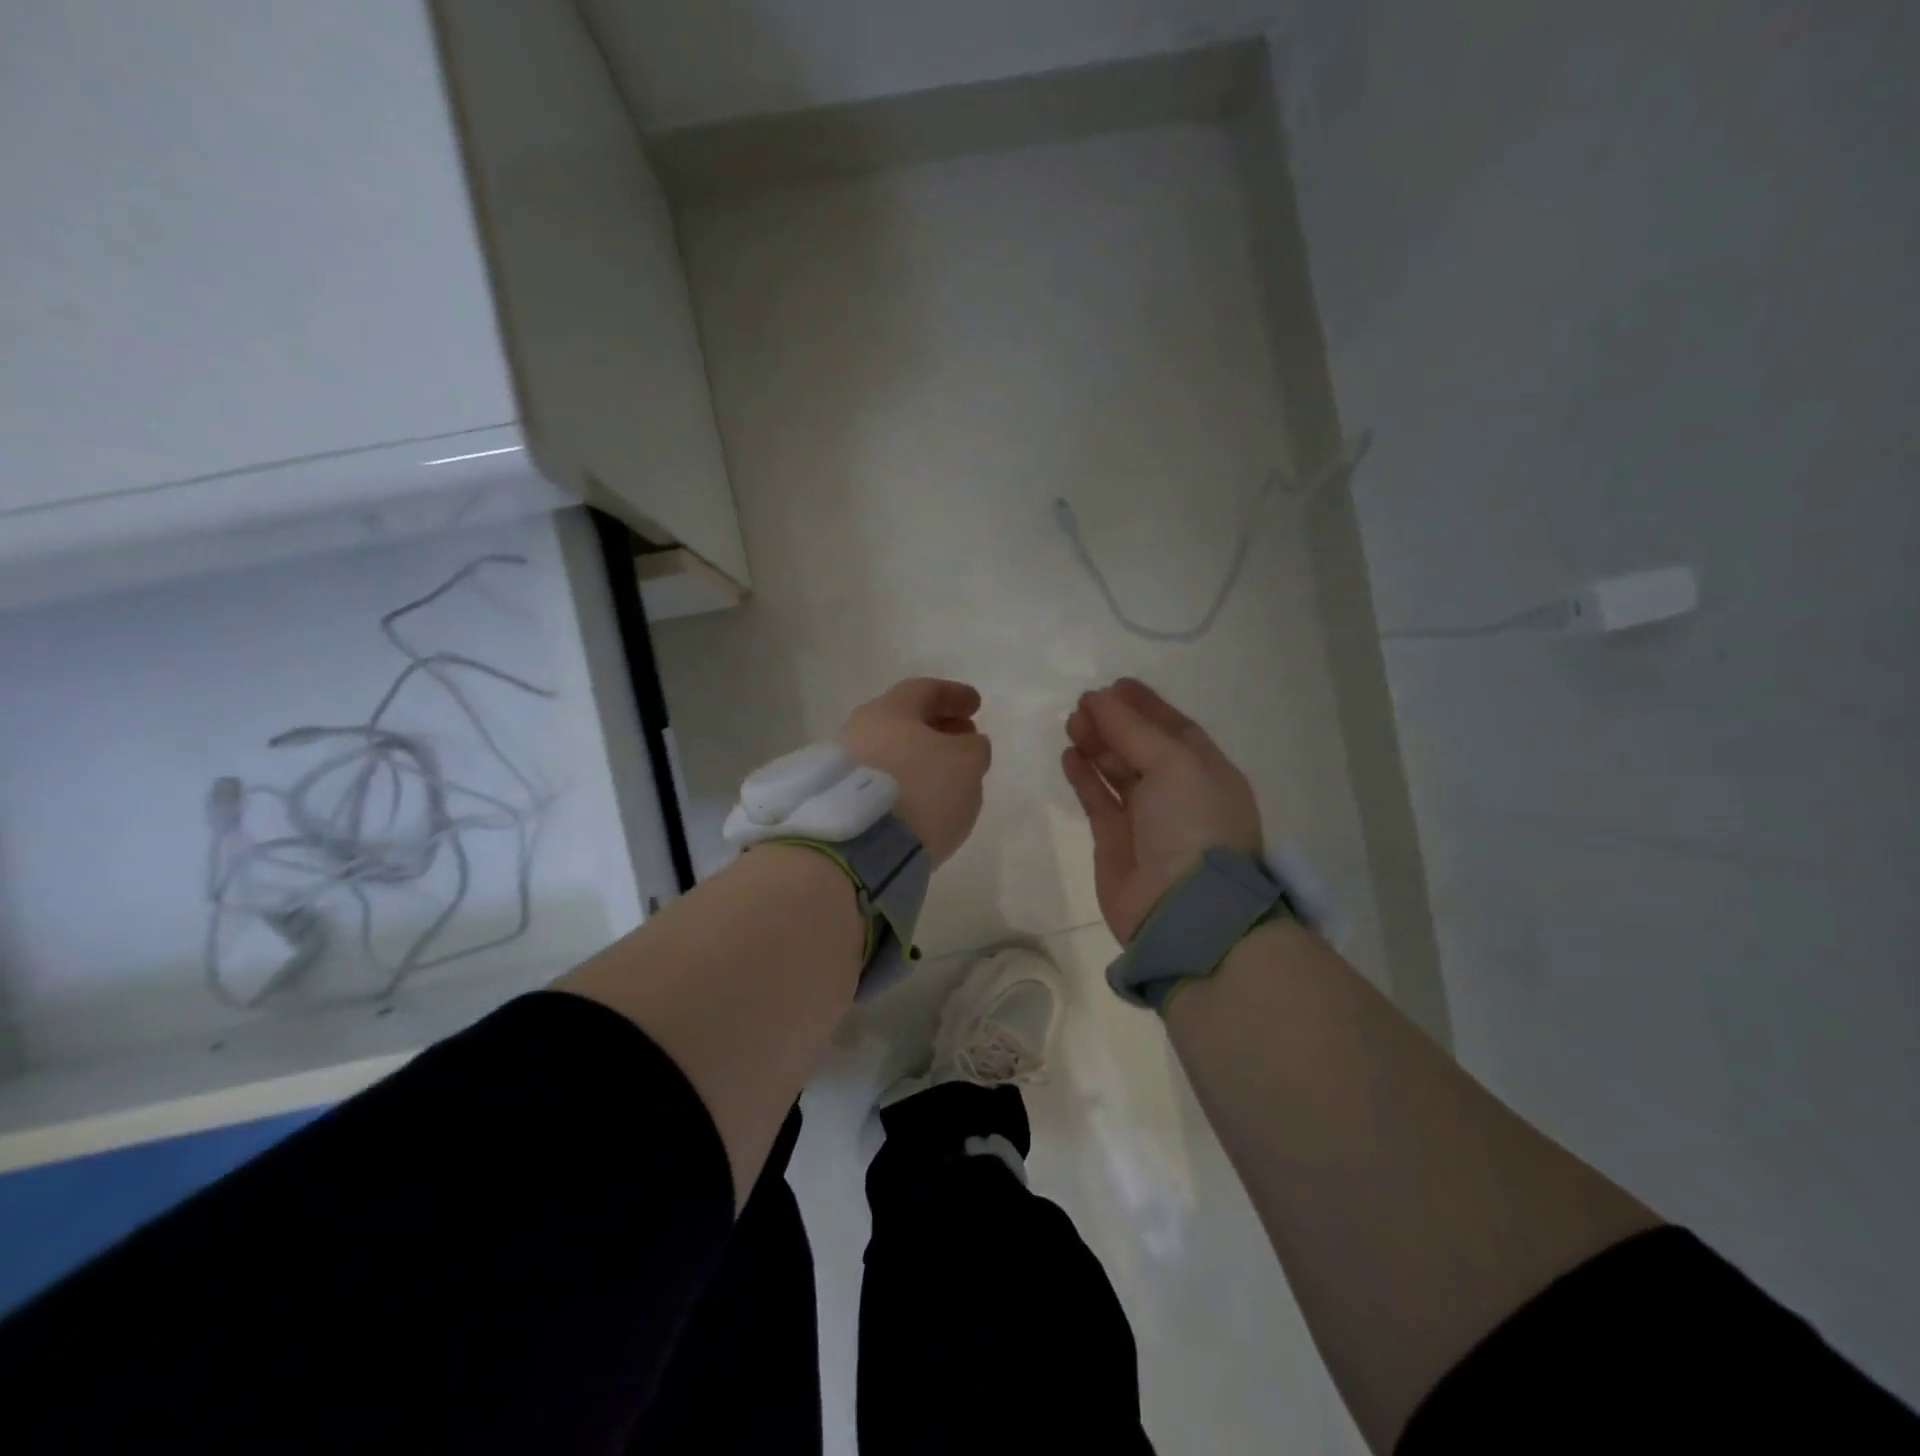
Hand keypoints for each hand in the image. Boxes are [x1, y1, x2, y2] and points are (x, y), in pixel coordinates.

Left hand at [842, 678, 991, 865]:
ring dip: (921, 756)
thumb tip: (967, 744)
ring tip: (947, 773)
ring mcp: (845, 766)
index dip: (954, 695)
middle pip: (905, 720)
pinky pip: (882, 779)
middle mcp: (860, 729)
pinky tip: (922, 796)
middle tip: (965, 737)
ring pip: (892, 751)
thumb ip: (974, 747)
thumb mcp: (966, 763)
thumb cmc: (921, 790)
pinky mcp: (842, 800)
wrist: (861, 847)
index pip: (925, 690)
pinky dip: (905, 779)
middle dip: (938, 726)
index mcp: (889, 709)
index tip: (976, 705)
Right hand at [1062, 678, 1262, 943]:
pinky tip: (1069, 756)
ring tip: (1072, 724)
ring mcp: (1146, 818)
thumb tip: (1098, 699)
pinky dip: (1084, 777)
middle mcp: (1178, 792)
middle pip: (1141, 746)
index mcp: (1206, 771)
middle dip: (1114, 723)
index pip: (1173, 728)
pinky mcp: (1115, 841)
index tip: (1114, 684)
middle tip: (1083, 705)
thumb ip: (1133, 729)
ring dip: (1096, 745)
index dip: (1145, 705)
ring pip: (1117, 771)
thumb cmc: (1192, 825)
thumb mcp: (1174, 764)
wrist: (1184, 910)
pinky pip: (1098, 800)